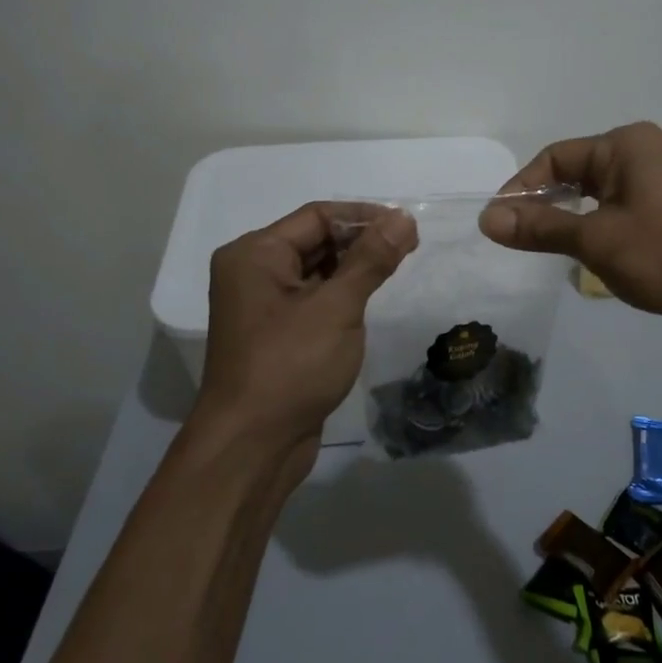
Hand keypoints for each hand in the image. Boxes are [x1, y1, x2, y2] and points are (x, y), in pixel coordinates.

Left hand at [194, 202, 417, 476]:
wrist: (252, 446)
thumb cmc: (291, 366)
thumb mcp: (337, 307)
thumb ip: (372, 259)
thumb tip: (403, 218)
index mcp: (256, 254)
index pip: (317, 216)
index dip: (364, 216)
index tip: (407, 227)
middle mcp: (253, 272)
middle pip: (314, 240)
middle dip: (361, 241)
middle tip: (409, 248)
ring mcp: (262, 305)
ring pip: (316, 270)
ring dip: (354, 268)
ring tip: (397, 270)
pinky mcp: (275, 334)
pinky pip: (313, 298)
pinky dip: (341, 294)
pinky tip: (370, 300)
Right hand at [478, 121, 661, 334]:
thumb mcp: (596, 239)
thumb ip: (541, 227)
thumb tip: (487, 219)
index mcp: (625, 145)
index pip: (555, 157)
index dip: (522, 188)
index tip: (499, 224)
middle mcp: (640, 155)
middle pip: (573, 174)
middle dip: (543, 205)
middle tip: (515, 239)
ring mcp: (655, 185)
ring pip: (593, 197)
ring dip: (566, 221)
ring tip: (542, 250)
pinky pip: (614, 214)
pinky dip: (592, 231)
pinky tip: (580, 257)